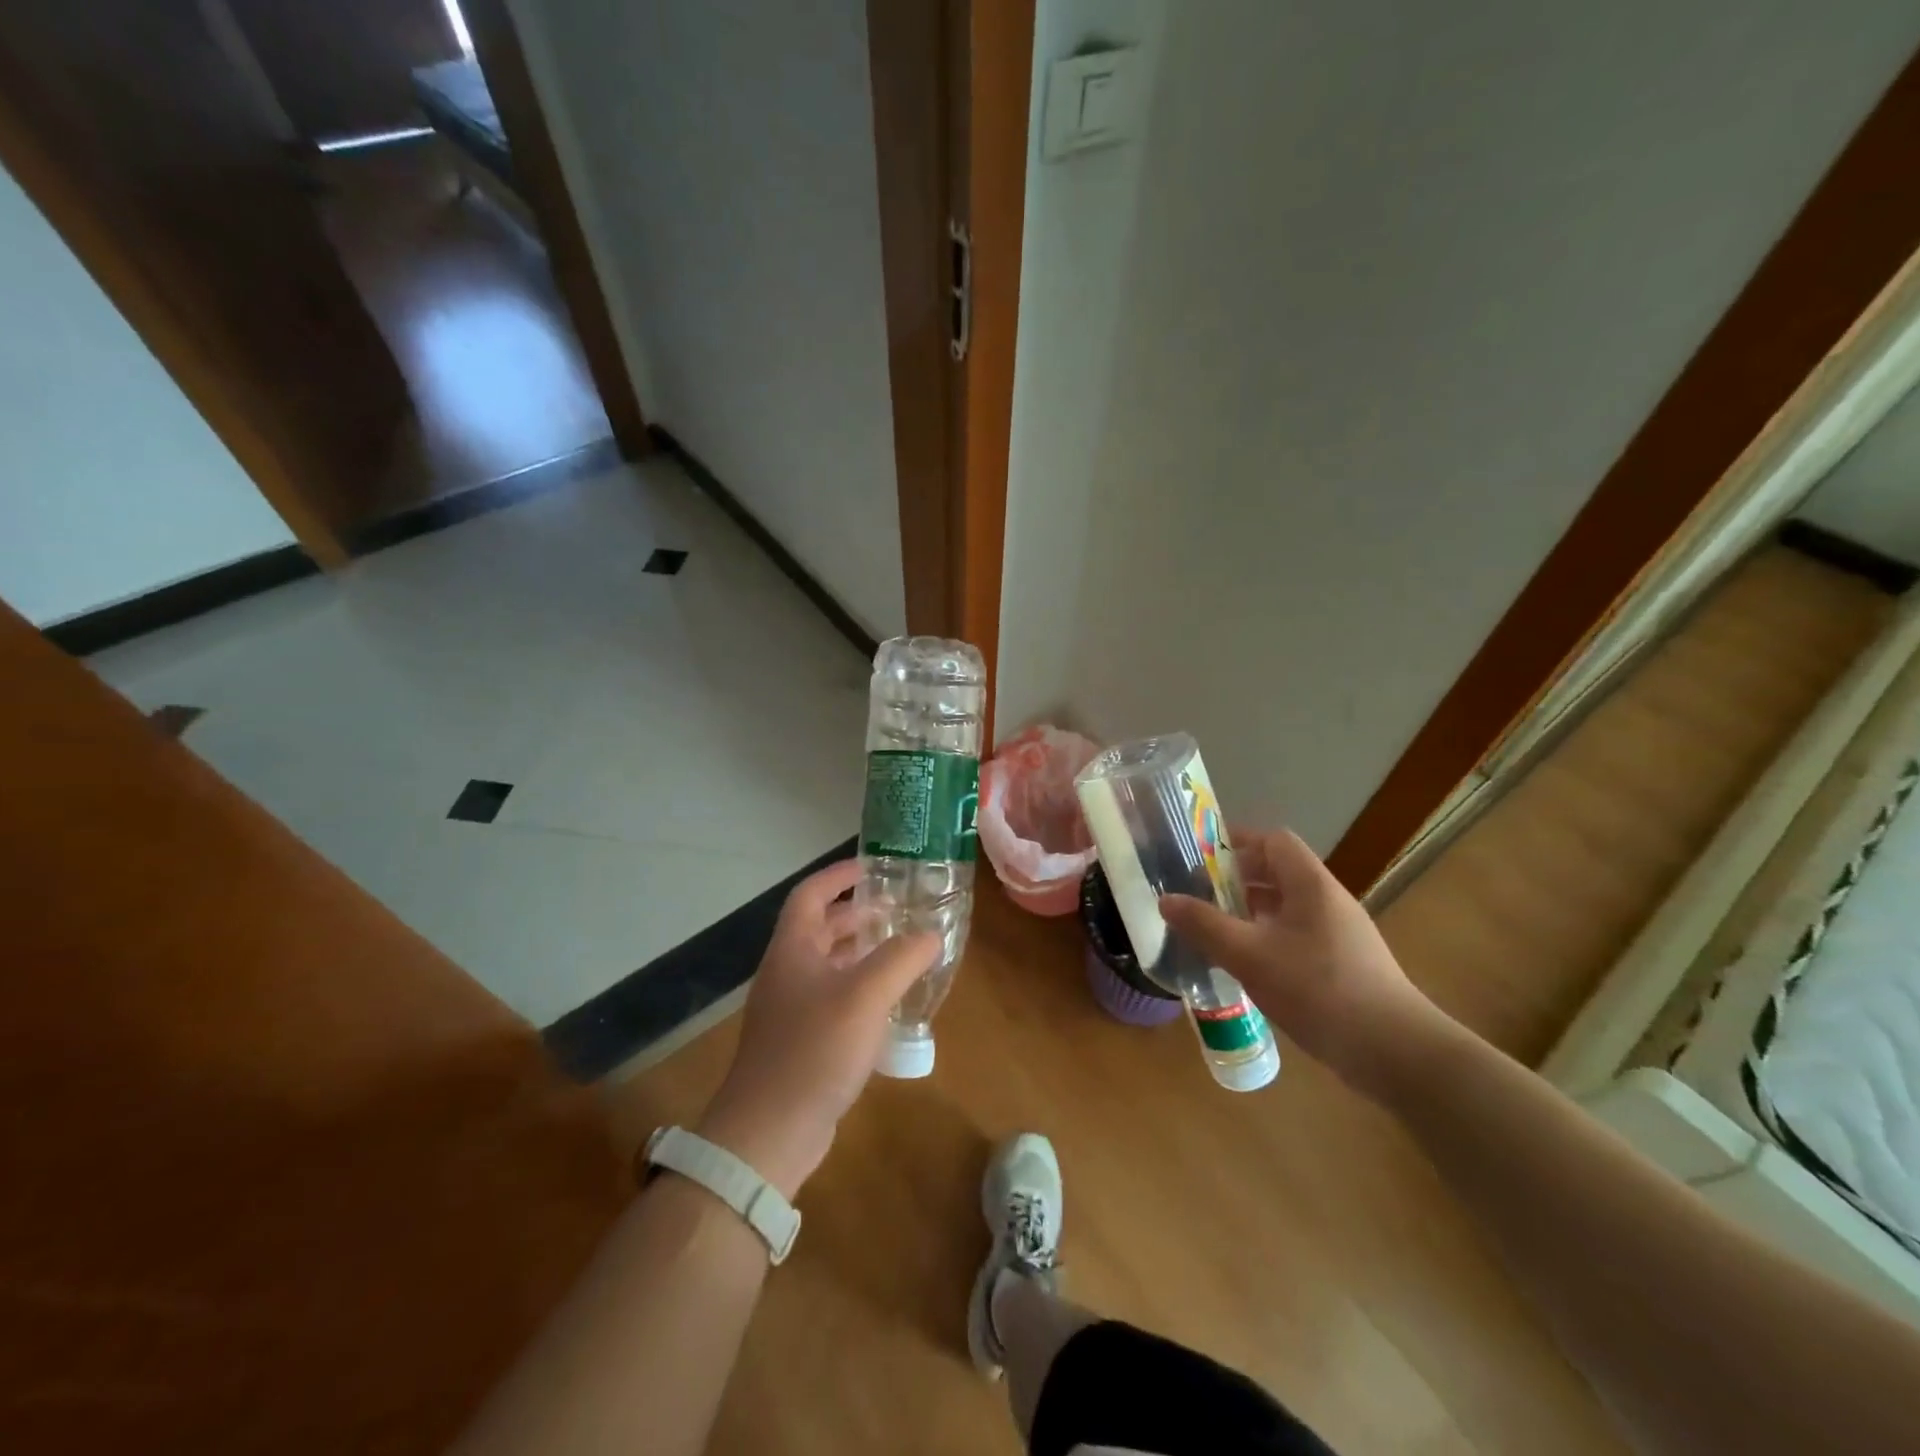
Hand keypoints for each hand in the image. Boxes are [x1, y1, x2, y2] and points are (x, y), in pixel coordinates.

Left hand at [696, 859, 939, 1197]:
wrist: (768, 1133)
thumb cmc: (815, 1049)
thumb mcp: (866, 995)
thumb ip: (902, 958)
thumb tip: (930, 935)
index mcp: (792, 949)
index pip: (811, 894)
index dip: (839, 874)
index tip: (874, 867)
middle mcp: (786, 972)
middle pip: (819, 928)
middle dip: (857, 913)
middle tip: (897, 910)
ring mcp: (789, 1010)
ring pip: (827, 965)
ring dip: (860, 952)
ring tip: (899, 950)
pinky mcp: (798, 1042)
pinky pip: (831, 998)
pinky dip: (858, 988)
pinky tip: (886, 1004)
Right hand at [1159, 829, 1446, 1098]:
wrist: (1394, 1052)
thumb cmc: (1318, 989)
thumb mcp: (1249, 955)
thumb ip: (1205, 925)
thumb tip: (1165, 899)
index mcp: (1310, 885)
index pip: (1273, 841)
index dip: (1236, 841)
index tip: (1200, 855)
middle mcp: (1327, 901)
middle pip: (1278, 872)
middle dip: (1235, 879)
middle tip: (1197, 894)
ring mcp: (1339, 934)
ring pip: (1286, 907)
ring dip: (1249, 912)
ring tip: (1213, 929)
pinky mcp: (1343, 965)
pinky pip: (1296, 935)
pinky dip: (1266, 938)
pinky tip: (1246, 965)